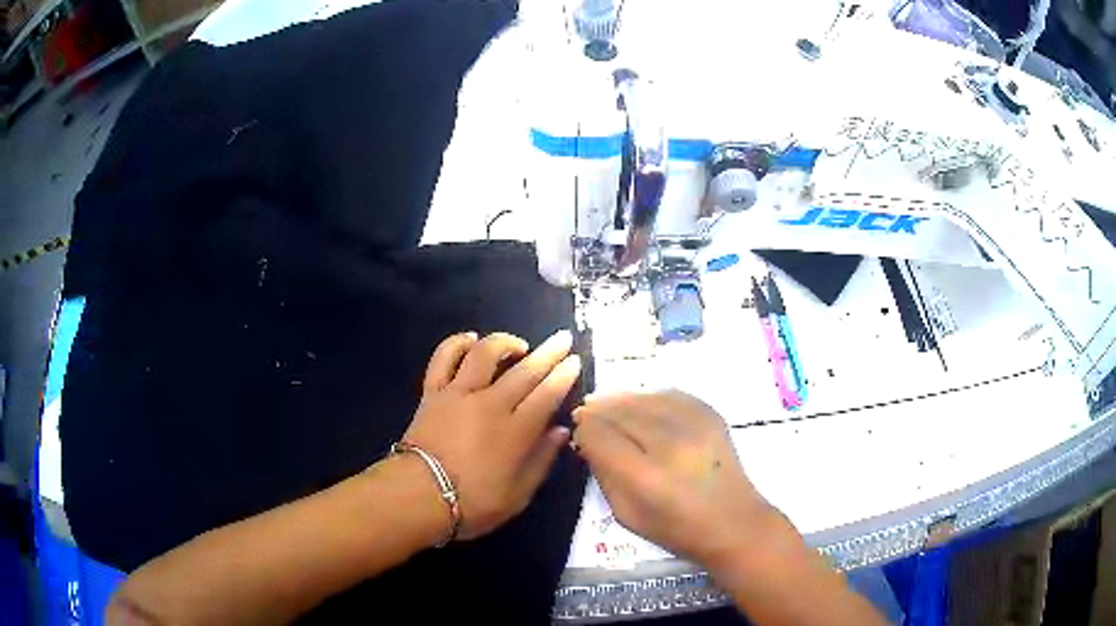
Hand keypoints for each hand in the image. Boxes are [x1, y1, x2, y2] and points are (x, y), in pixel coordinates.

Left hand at [400, 330, 581, 540]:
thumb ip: (541, 461)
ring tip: (519, 345)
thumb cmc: (472, 503)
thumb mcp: (518, 495)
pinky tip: (470, 339)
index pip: (547, 395)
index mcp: (516, 431)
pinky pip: (443, 358)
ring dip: (505, 342)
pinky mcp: (433, 392)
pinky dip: (457, 343)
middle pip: (524, 371)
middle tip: (562, 338)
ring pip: (484, 354)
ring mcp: (459, 394)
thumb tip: (561, 432)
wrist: (418, 496)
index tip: (575, 360)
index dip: (563, 376)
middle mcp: (490, 404)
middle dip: (548, 352)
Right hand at [572, 391, 774, 567]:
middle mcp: (670, 444)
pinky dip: (649, 398)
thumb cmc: (676, 529)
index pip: (600, 436)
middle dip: (598, 410)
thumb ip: (603, 475)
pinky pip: (669, 395)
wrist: (733, 521)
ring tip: (607, 404)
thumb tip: (588, 440)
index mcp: (645, 477)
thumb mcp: (626, 514)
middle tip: (585, 412)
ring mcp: (694, 425)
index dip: (584, 429)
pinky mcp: (710, 414)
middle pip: (620, 412)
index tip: (578, 430)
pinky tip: (640, 405)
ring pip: (643, 398)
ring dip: (620, 400)